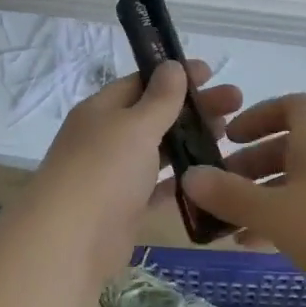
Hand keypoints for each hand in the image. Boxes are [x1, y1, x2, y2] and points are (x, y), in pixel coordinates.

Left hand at [24, 59, 242, 279]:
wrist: (70, 241)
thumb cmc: (103, 170)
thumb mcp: (135, 126)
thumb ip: (159, 98)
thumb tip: (172, 65)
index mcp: (101, 110)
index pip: (141, 82)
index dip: (174, 75)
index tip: (211, 73)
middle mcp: (106, 137)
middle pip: (154, 114)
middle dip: (192, 107)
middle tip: (235, 103)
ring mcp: (115, 174)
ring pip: (158, 149)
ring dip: (190, 140)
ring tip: (228, 134)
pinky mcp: (126, 207)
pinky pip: (159, 186)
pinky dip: (182, 179)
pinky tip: (212, 174)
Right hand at [182, 93, 305, 294]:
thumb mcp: (274, 210)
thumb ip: (229, 195)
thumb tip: (189, 175)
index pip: (293, 106)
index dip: (261, 113)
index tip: (233, 135)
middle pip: (288, 148)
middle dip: (251, 163)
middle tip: (220, 185)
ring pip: (295, 185)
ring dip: (261, 196)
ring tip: (227, 220)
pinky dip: (279, 223)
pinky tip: (254, 245)